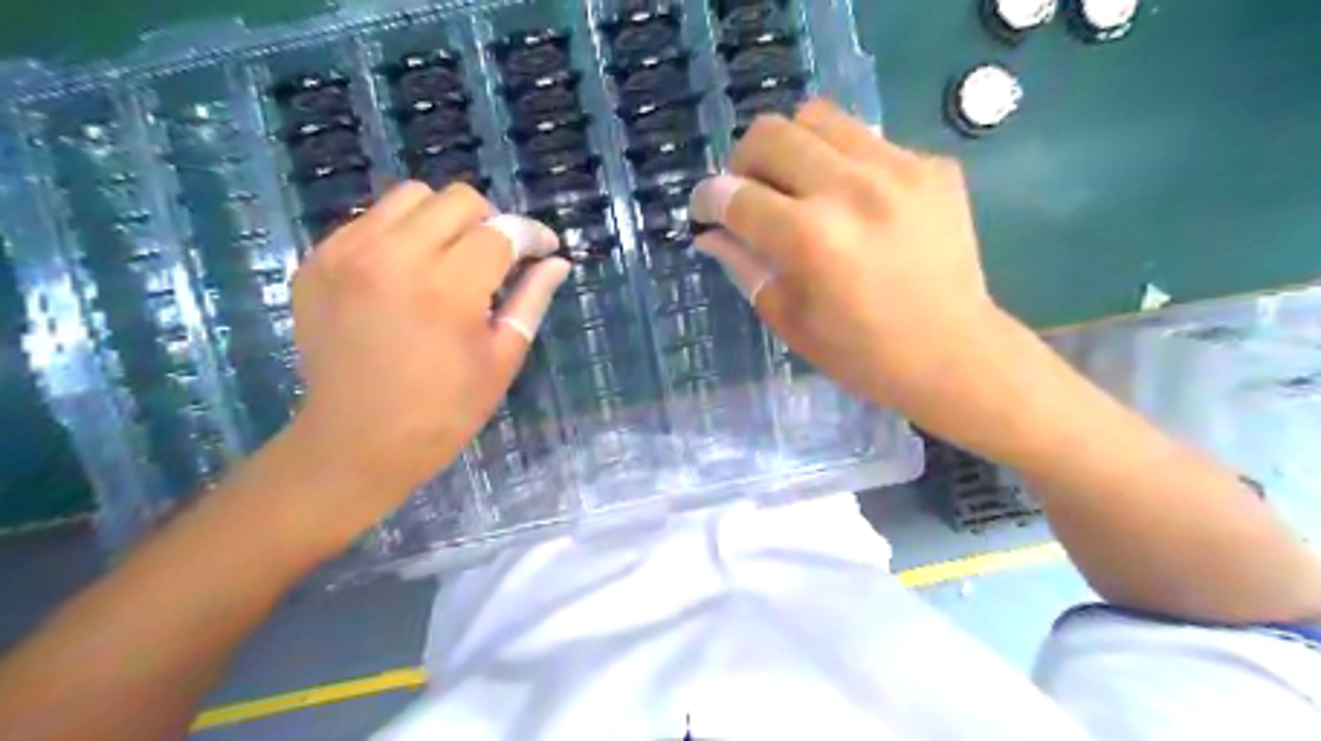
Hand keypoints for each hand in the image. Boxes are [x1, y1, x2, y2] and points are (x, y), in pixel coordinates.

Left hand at [291, 179, 568, 514]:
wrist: (356, 442)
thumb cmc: (444, 410)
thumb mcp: (502, 358)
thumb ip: (531, 300)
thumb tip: (558, 263)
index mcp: (448, 289)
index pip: (502, 231)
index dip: (532, 236)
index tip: (545, 249)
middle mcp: (394, 256)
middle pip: (457, 199)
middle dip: (490, 222)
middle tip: (497, 259)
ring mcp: (347, 254)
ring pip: (410, 196)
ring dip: (442, 220)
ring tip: (451, 259)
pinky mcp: (317, 261)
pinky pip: (370, 220)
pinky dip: (400, 234)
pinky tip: (408, 273)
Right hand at [691, 97, 1002, 422]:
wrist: (953, 354)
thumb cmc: (861, 354)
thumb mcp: (789, 318)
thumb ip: (744, 265)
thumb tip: (711, 233)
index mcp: (809, 238)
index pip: (734, 194)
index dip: (707, 200)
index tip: (705, 210)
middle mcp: (850, 189)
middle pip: (770, 133)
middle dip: (743, 162)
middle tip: (750, 194)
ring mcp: (899, 169)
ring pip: (819, 117)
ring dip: (793, 149)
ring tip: (799, 186)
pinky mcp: (933, 166)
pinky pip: (868, 140)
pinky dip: (844, 163)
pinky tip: (856, 202)